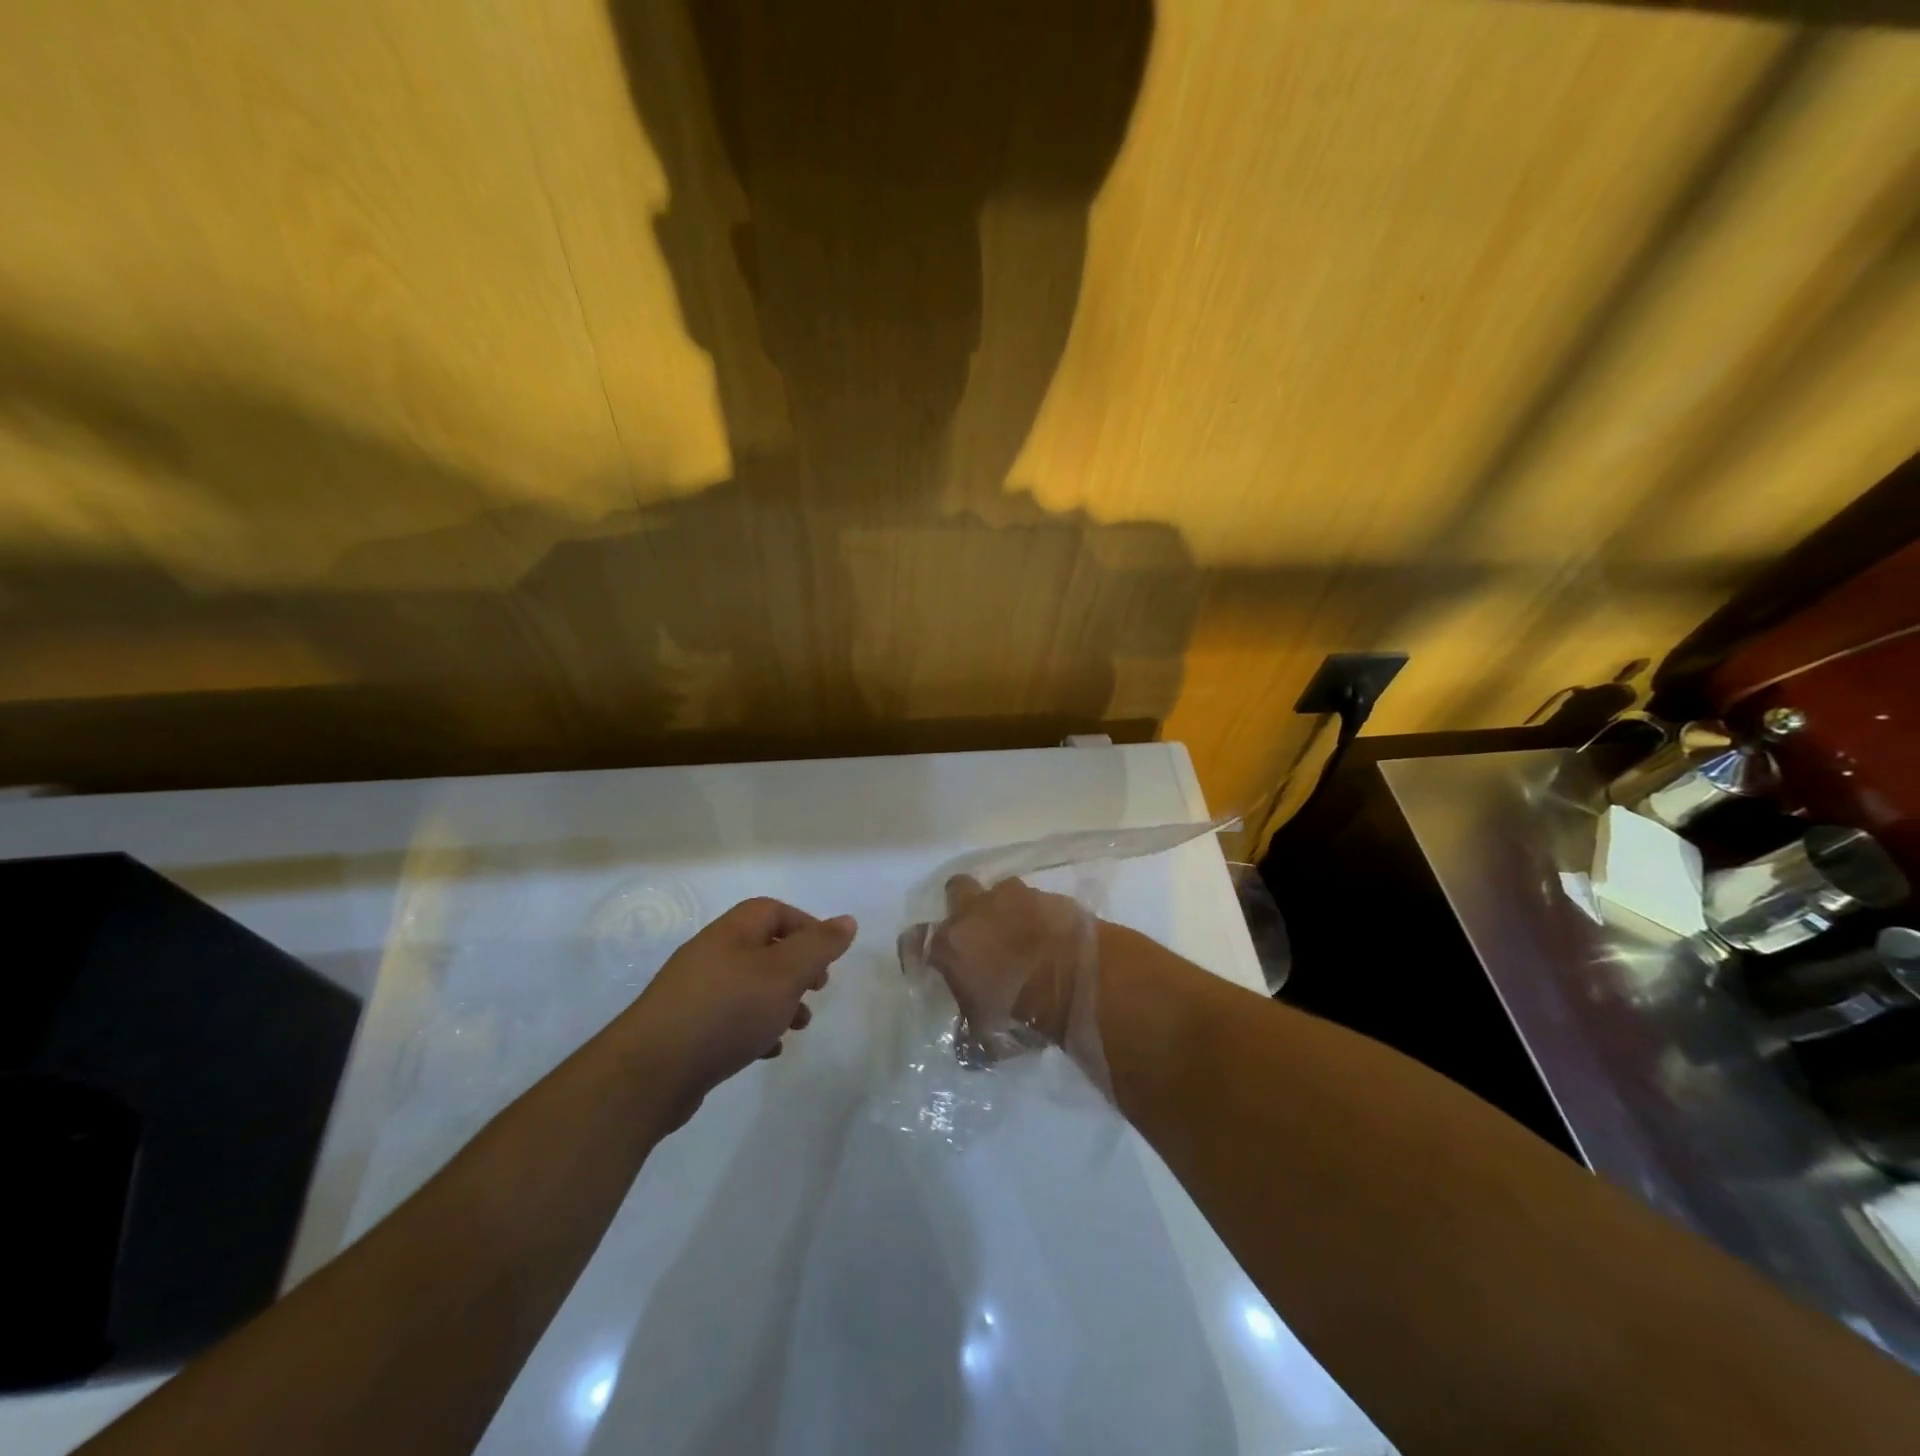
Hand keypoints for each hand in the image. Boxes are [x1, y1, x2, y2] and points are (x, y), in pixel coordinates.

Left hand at [627, 897, 855, 1126]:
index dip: (805, 926)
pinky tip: (767, 1050)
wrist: (651, 1072)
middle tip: (817, 988)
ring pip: (749, 986)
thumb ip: (819, 946)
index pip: (773, 911)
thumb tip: (847, 921)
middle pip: (763, 948)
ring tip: (798, 1026)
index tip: (827, 956)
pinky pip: (730, 1018)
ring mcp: (695, 993)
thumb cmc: (727, 1010)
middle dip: (796, 968)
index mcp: (732, 932)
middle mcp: (711, 954)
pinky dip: (755, 1027)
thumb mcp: (784, 973)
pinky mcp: (687, 1030)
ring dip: (779, 1001)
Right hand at [908, 874, 1098, 1055]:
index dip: (918, 950)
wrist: (1081, 979)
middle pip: (955, 891)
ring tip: (1017, 935)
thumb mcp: (988, 1036)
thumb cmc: (1023, 1011)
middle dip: (961, 907)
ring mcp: (1014, 897)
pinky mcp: (1048, 895)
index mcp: (950, 944)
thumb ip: (970, 1032)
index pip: (914, 939)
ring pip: (997, 892)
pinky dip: (1036, 915)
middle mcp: (975, 911)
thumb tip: (968, 1044)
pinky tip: (1046, 936)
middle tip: (975, 934)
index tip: (929, 962)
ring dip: (1002, 909)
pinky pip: (1034, 900)